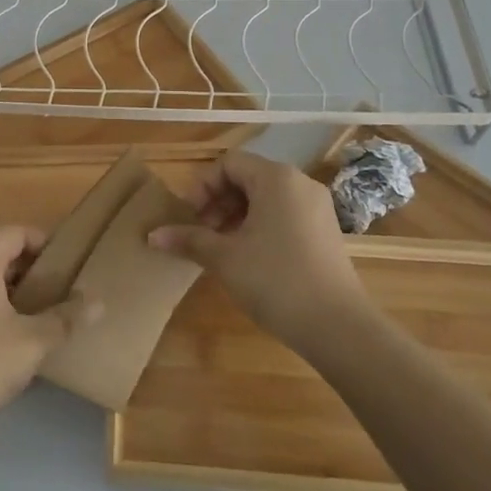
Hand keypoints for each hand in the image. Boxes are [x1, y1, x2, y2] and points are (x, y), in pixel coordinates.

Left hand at [0, 225, 98, 444]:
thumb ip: (66, 318)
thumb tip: (99, 303)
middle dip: (29, 268)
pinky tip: (7, 334)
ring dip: (10, 287)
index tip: (67, 266)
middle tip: (57, 291)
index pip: (15, 233)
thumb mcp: (33, 342)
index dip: (43, 243)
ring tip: (38, 313)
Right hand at [149, 151, 369, 348]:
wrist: (338, 327)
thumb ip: (188, 239)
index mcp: (276, 178)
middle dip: (217, 202)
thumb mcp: (224, 258)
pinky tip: (248, 259)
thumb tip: (152, 235)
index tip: (190, 218)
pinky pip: (284, 215)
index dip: (202, 186)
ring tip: (220, 249)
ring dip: (236, 216)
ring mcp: (317, 208)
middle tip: (201, 234)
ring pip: (265, 198)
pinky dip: (259, 227)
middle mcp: (300, 183)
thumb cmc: (275, 280)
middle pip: (247, 178)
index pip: (228, 163)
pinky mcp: (325, 232)